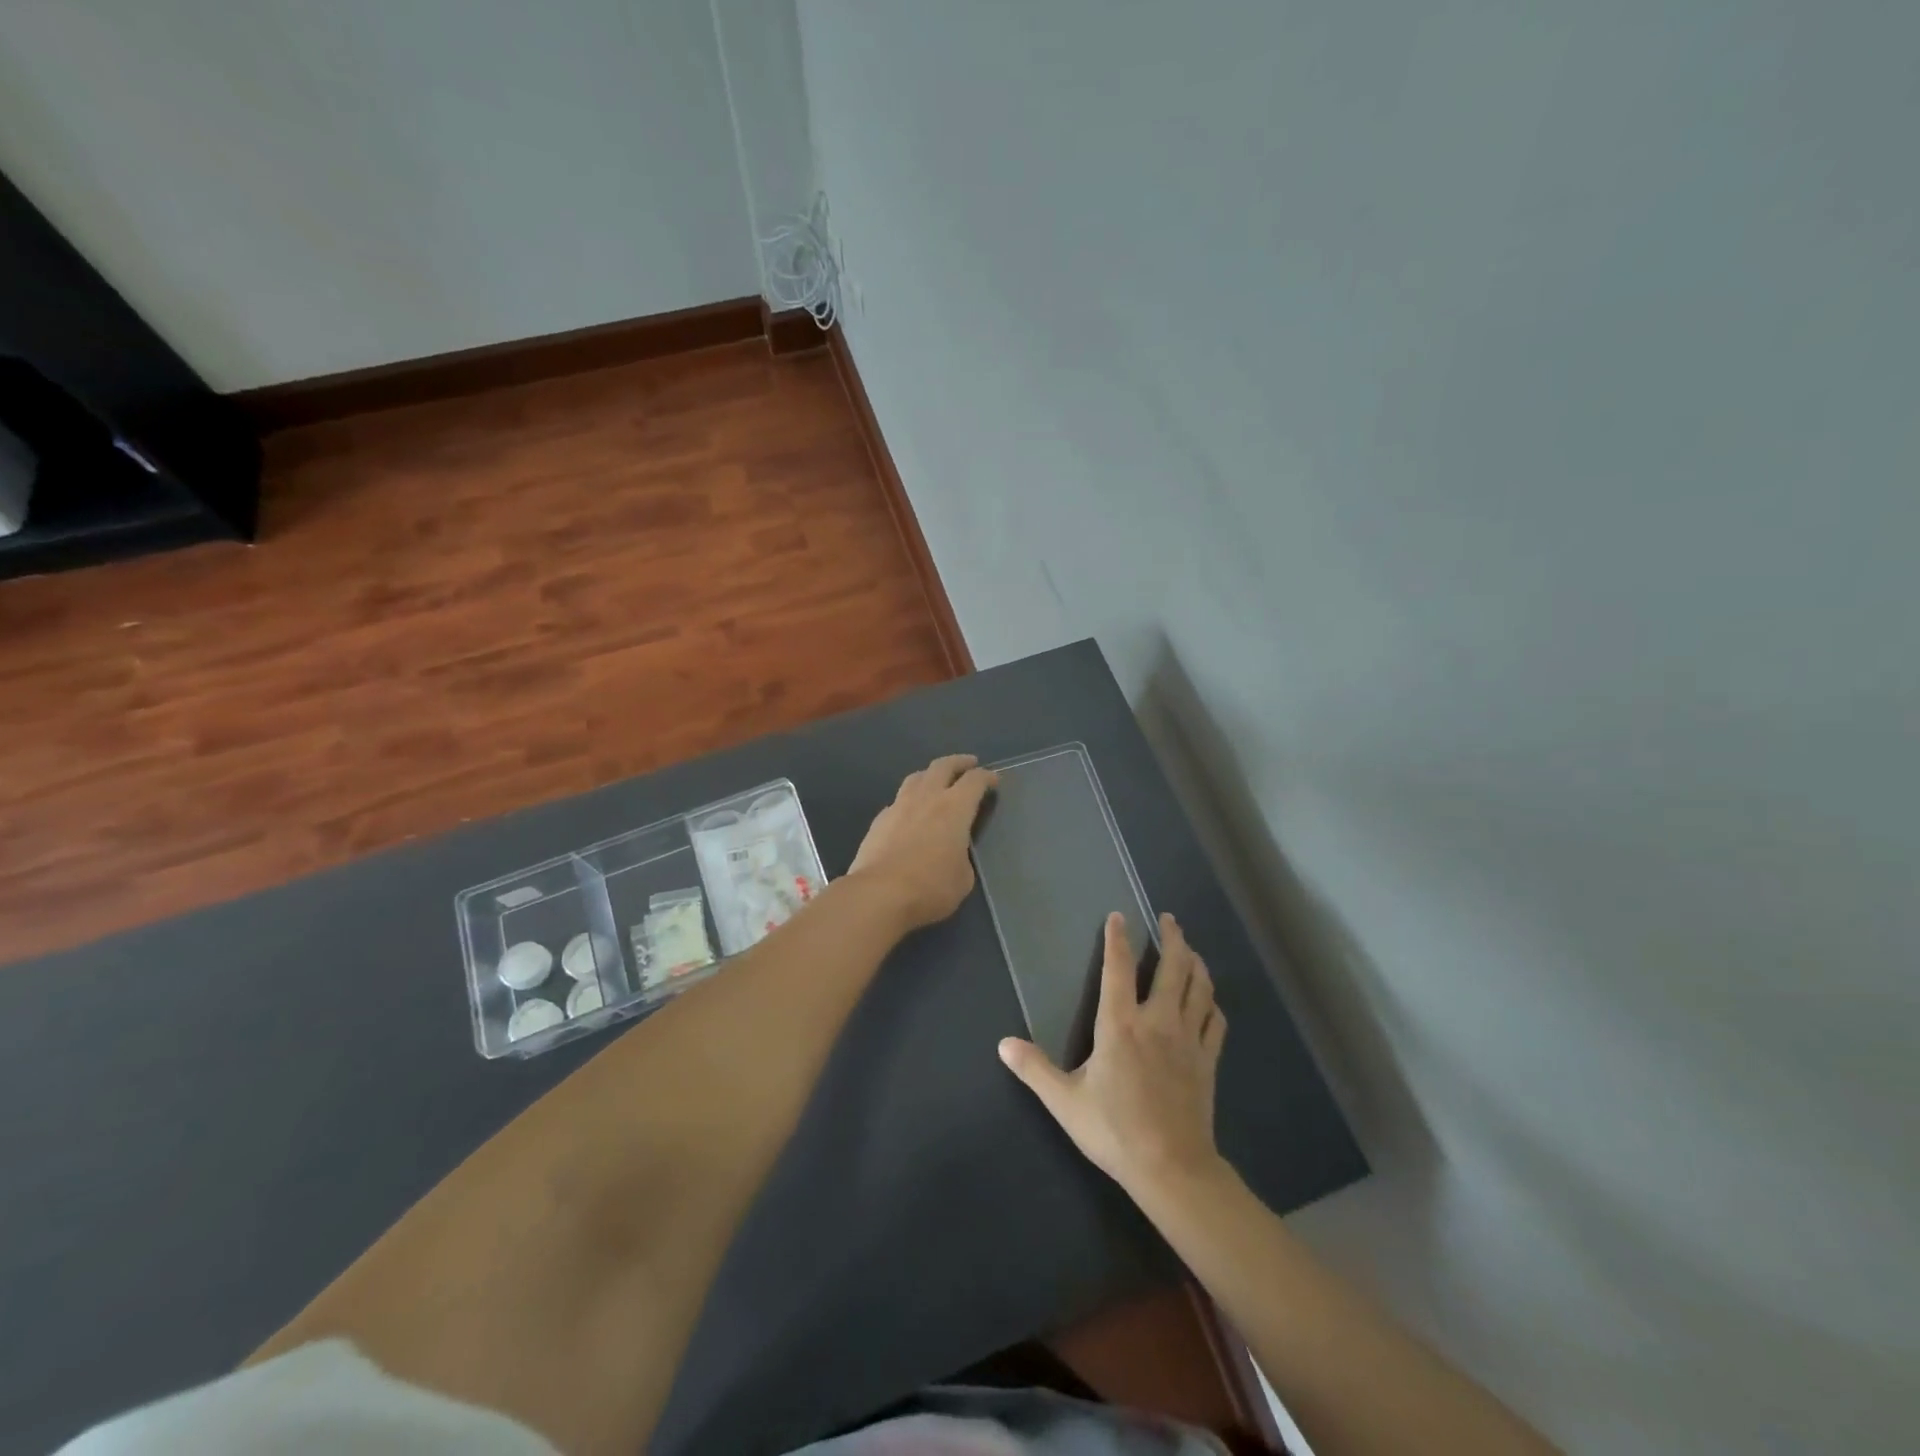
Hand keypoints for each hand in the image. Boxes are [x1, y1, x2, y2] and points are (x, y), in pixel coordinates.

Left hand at [847, 754, 997, 931]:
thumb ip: (961, 857)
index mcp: (954, 808)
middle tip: (969, 764)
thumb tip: (953, 853)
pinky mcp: (879, 820)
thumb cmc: (931, 887)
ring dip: (931, 774)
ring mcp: (899, 806)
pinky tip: (909, 812)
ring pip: (916, 777)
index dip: (987, 777)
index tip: (993, 779)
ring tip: (936, 780)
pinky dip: (909, 800)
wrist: (879, 894)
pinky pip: (898, 801)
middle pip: (943, 766)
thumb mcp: (963, 878)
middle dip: (959, 762)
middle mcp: (927, 798)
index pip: (975, 781)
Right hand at [999, 912, 1226, 1195]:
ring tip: (1190, 949)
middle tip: (1169, 919)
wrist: (1171, 1167)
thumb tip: (1003, 1043)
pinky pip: (1215, 1021)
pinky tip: (1209, 1000)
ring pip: (1199, 988)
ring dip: (1195, 963)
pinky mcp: (1207, 1060)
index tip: (1118, 916)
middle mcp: (1158, 1021)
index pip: (1118, 969)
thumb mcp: (1065, 1101)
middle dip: (1172, 938)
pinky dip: (1212, 1003)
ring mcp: (1188, 1039)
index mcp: (1120, 1025)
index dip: (1118, 939)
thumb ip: (1034, 1069)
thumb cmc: (1114, 1130)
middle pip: (1173, 967)